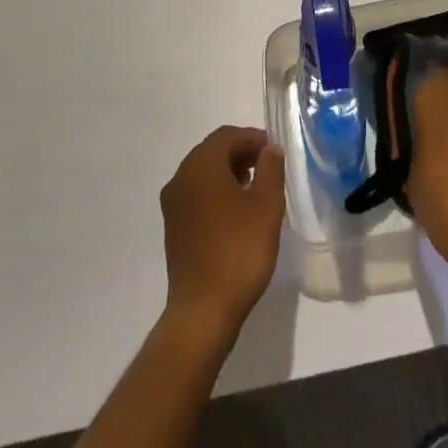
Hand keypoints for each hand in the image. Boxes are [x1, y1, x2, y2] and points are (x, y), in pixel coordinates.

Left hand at [160, 126, 285, 338]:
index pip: (227, 135)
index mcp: (200, 166)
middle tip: (268, 168)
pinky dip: (217, 192)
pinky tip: (237, 213)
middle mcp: (180, 178)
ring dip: (229, 173)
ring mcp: (173, 204)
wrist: (203, 311)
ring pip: (204, 173)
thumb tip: (270, 149)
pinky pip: (197, 195)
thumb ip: (271, 168)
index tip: (275, 151)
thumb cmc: (238, 251)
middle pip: (213, 151)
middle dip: (241, 153)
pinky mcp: (173, 228)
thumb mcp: (266, 205)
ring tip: (256, 190)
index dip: (253, 138)